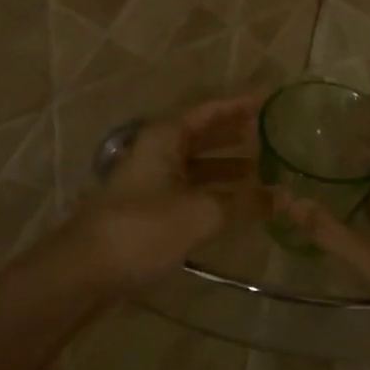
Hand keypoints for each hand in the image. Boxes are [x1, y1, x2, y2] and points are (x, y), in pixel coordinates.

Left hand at [53, 96, 265, 291]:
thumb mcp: (201, 213)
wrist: (85, 270)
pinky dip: (212, 191)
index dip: (238, 105)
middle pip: (201, 135)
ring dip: (225, 166)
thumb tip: (283, 197)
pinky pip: (188, 189)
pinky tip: (233, 204)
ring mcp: (150, 181)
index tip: (267, 100)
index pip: (208, 111)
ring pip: (195, 165)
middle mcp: (156, 152)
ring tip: (260, 169)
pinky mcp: (147, 209)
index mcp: (165, 138)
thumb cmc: (143, 228)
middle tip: (268, 133)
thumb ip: (244, 203)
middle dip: (233, 134)